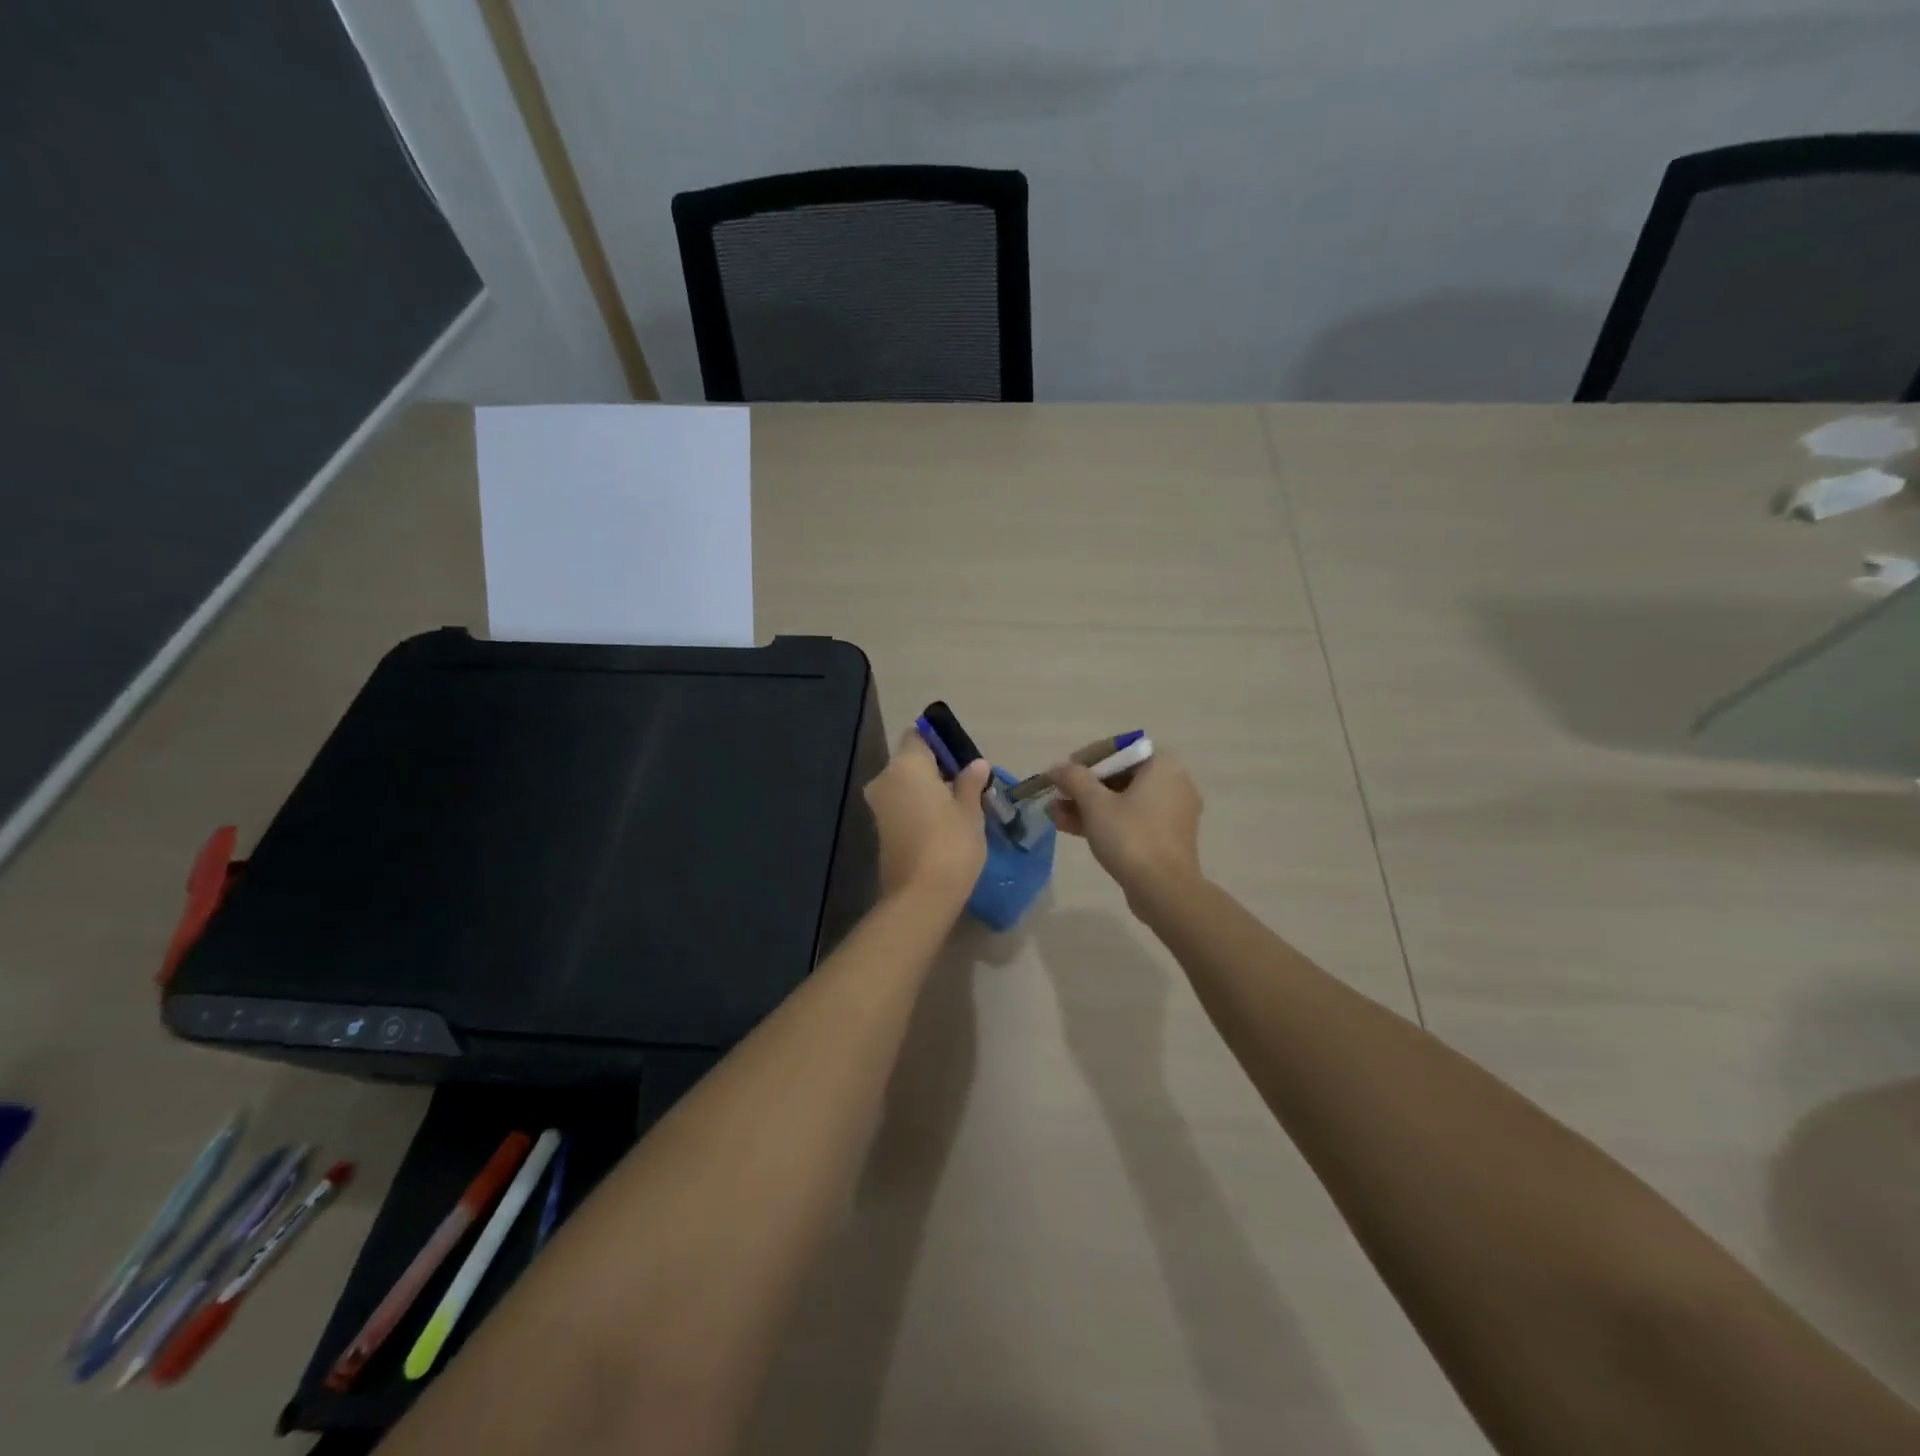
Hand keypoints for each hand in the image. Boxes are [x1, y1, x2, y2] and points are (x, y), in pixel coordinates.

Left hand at [865, 730, 991, 905]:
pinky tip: (941, 824)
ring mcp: (878, 806)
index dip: (939, 743)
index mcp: (907, 765)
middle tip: (965, 784)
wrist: (920, 896)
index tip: (961, 759)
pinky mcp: (879, 830)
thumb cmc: (951, 844)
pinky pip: (900, 806)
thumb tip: (976, 764)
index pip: (918, 736)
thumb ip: (970, 783)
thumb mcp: (970, 811)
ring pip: (904, 785)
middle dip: (934, 769)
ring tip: (958, 806)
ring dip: (926, 790)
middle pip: (910, 762)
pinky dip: (917, 808)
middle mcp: (886, 779)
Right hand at [1049, 752, 1203, 907]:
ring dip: (1088, 806)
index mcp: (1163, 766)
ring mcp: (1171, 813)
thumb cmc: (1130, 836)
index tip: (1064, 772)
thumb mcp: (1095, 803)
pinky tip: (1072, 828)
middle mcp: (1173, 783)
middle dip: (1083, 787)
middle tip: (1056, 796)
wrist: (1163, 890)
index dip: (1087, 759)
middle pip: (1120, 776)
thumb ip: (1074, 779)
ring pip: (1123, 801)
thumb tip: (1057, 768)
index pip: (1120, 750)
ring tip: (1055, 814)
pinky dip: (1105, 821)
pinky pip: (1131, 820)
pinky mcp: (1165, 837)